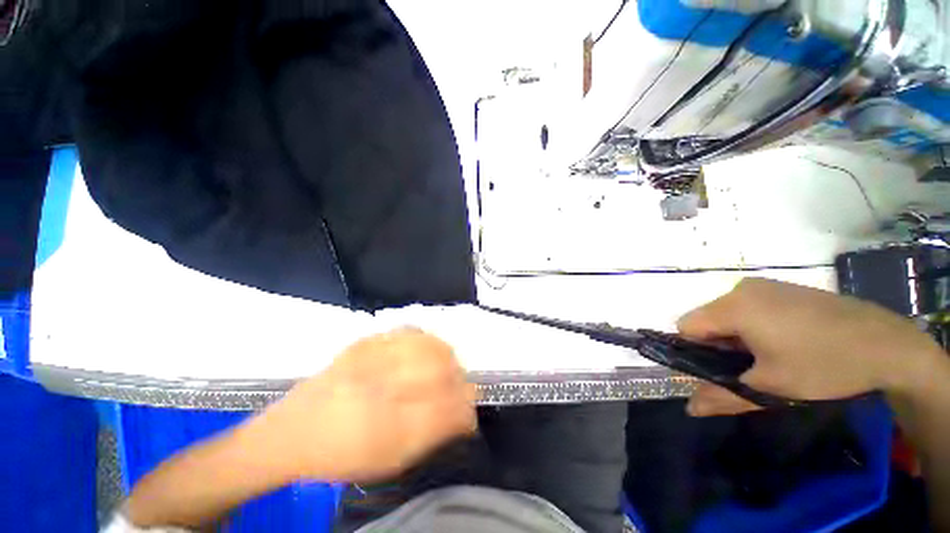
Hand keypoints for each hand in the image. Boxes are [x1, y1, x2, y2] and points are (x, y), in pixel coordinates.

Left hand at [241, 328, 477, 482]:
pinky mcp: (365, 341)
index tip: (469, 411)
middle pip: (443, 367)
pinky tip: (422, 352)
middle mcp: (381, 385)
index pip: (448, 407)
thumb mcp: (391, 459)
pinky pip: (410, 330)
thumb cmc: (342, 454)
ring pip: (430, 344)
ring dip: (445, 357)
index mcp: (387, 427)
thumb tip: (466, 412)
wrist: (292, 431)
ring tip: (443, 369)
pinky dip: (425, 341)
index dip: (466, 406)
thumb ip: (435, 433)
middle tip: (457, 389)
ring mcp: (372, 357)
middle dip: (459, 378)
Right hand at [677, 278, 944, 416]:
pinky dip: (753, 326)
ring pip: (727, 314)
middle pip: (706, 320)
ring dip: (736, 337)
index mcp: (733, 307)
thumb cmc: (824, 365)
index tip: (723, 371)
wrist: (888, 344)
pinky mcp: (782, 288)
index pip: (686, 327)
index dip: (696, 352)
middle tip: (752, 369)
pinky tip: (786, 342)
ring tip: (771, 357)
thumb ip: (723, 396)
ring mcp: (764, 286)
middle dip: (718, 346)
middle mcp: (741, 289)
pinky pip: (749, 307)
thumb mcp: (771, 387)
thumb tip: (690, 409)